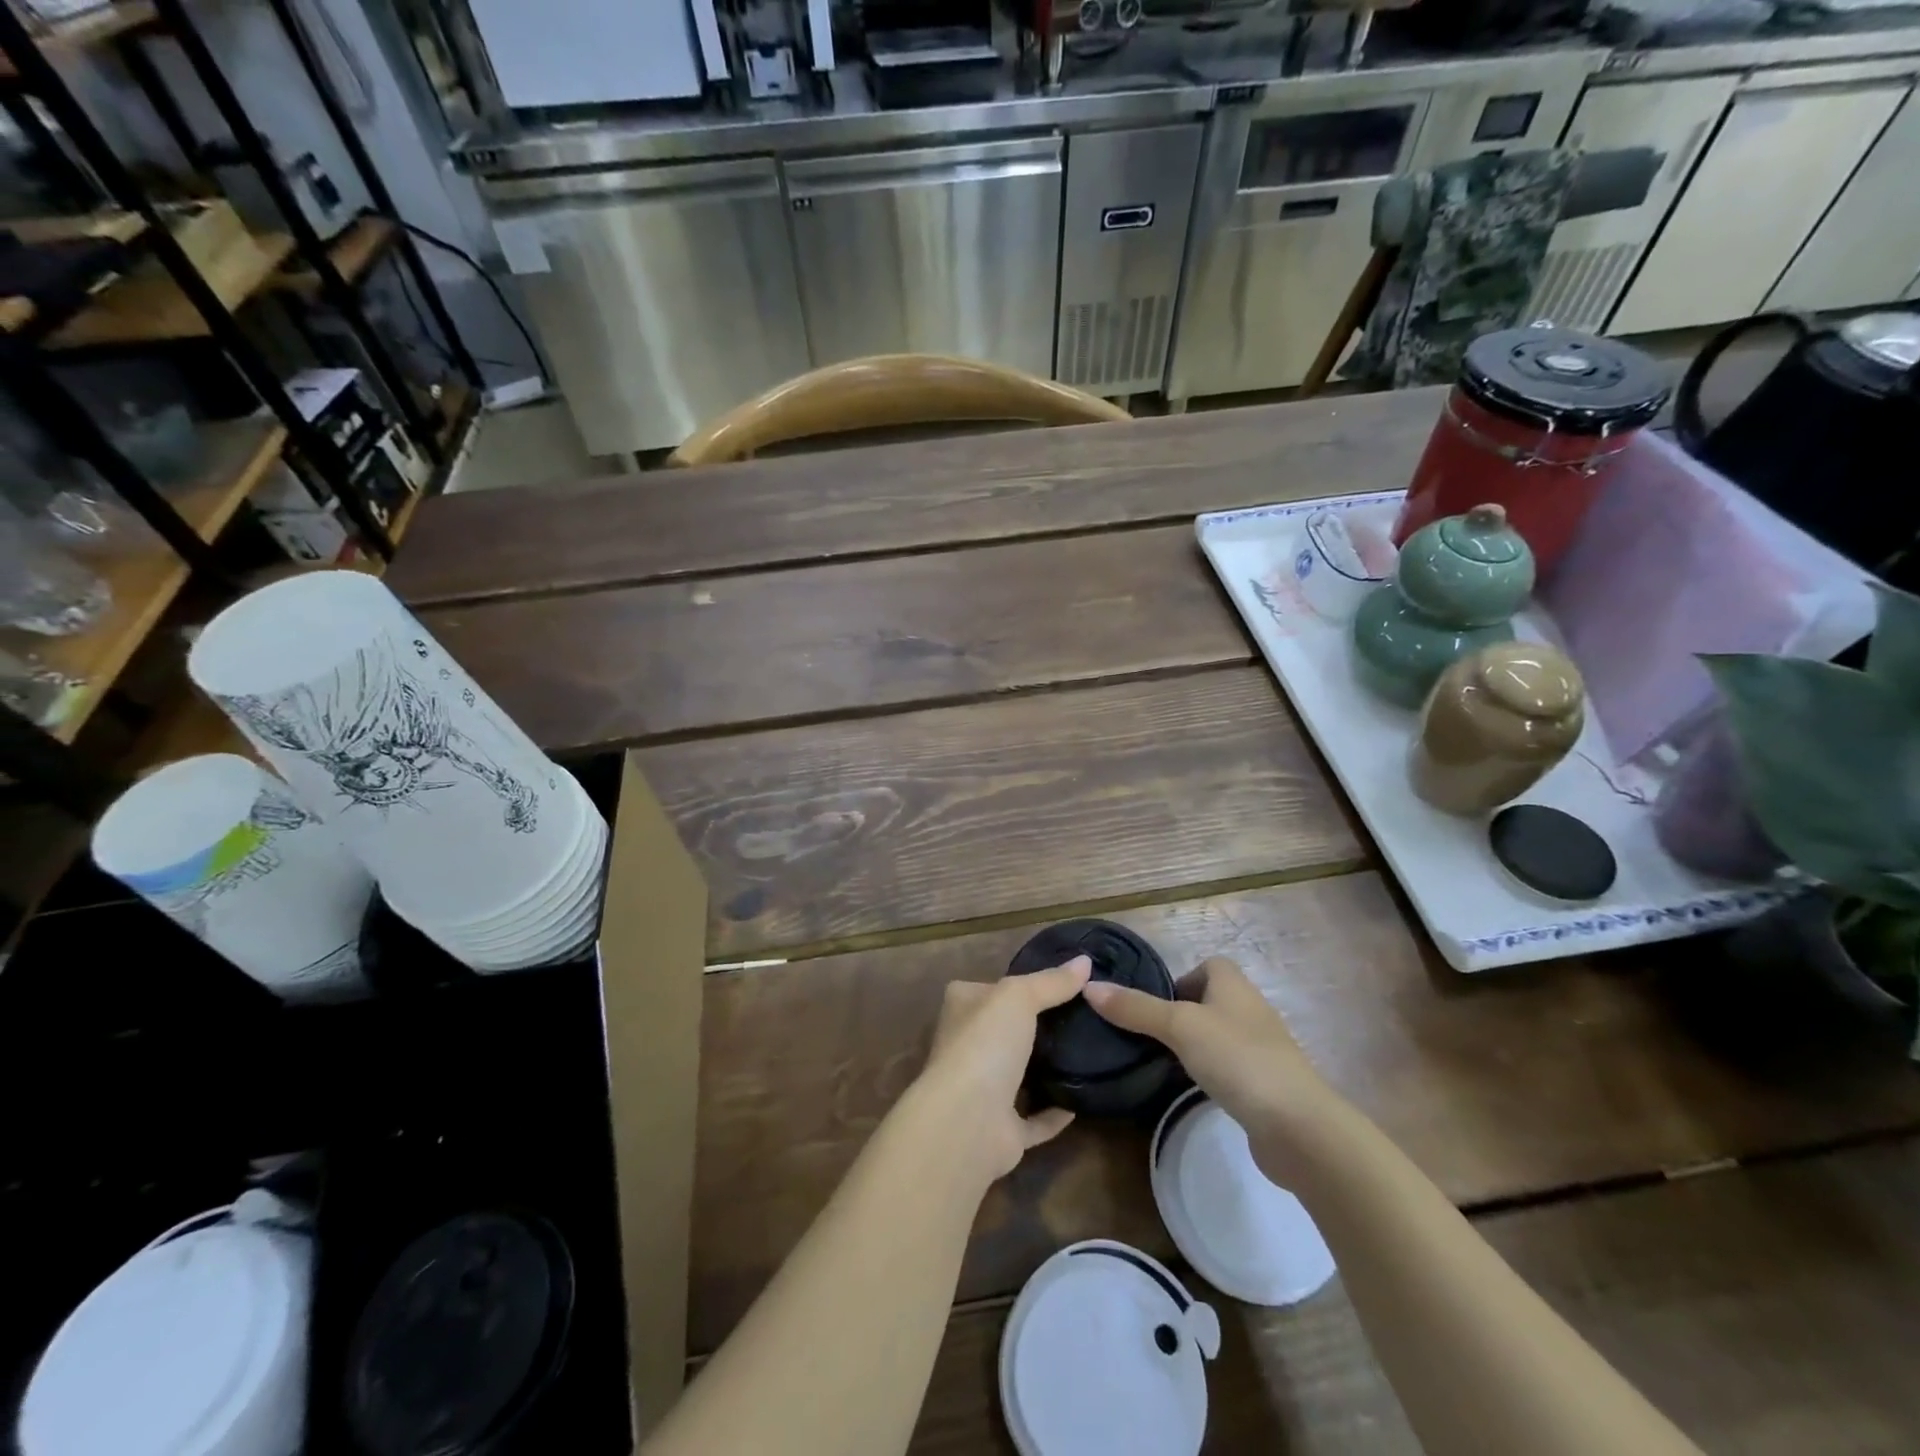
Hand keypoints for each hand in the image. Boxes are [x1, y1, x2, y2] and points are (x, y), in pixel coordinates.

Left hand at [915, 955, 1092, 1181]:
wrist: (967, 1121)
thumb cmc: (985, 1043)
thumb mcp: (1019, 996)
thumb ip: (1051, 981)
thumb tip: (1085, 961)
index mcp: (963, 1008)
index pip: (990, 988)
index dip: (1020, 984)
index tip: (1061, 983)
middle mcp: (967, 1047)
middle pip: (1006, 1031)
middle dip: (1037, 1028)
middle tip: (1084, 1019)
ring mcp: (982, 1091)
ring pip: (1018, 1075)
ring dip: (1045, 1070)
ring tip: (1089, 1054)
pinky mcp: (1000, 1130)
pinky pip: (1033, 1119)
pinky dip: (1054, 1113)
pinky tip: (1082, 1102)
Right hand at [1084, 956, 1334, 1179]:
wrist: (1298, 1127)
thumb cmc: (1238, 1059)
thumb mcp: (1179, 1027)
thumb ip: (1136, 1009)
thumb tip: (1089, 987)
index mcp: (1234, 985)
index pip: (1208, 965)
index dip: (1180, 978)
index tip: (1154, 1002)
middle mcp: (1250, 1010)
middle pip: (1210, 1000)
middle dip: (1180, 1013)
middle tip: (1147, 1033)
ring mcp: (1261, 1049)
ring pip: (1218, 1035)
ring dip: (1194, 1045)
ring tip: (1161, 1061)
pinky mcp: (1265, 1085)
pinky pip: (1229, 1068)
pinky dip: (1211, 1074)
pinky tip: (1191, 1090)